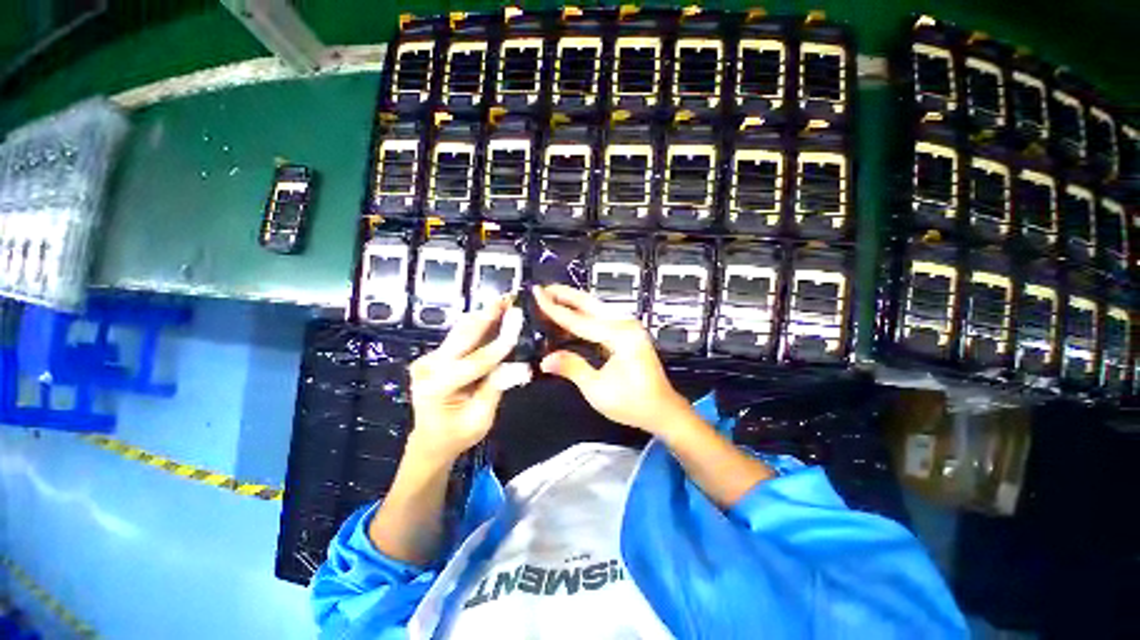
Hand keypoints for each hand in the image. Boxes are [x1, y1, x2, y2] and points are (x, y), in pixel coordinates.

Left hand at [407, 296, 519, 459]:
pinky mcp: (436, 355)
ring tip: (504, 300)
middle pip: (464, 337)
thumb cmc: (457, 434)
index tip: (519, 321)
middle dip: (489, 315)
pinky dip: (479, 325)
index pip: (475, 361)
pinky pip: (460, 337)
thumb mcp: (480, 418)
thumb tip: (519, 367)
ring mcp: (429, 359)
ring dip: (484, 316)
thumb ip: (495, 389)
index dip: (501, 343)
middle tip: (509, 297)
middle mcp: (428, 367)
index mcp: (437, 387)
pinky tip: (494, 314)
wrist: (432, 439)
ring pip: (461, 332)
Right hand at [533, 285, 691, 435]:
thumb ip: (572, 368)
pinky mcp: (627, 334)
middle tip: (543, 287)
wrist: (661, 409)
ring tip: (552, 296)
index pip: (579, 319)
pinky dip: (583, 315)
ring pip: (596, 308)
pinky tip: (570, 316)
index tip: (537, 294)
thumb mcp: (597, 389)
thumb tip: (545, 360)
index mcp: (620, 336)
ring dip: (574, 302)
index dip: (555, 308)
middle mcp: (625, 325)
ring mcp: (628, 327)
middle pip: (590, 304)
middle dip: (565, 294)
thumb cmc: (632, 403)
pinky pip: (601, 319)